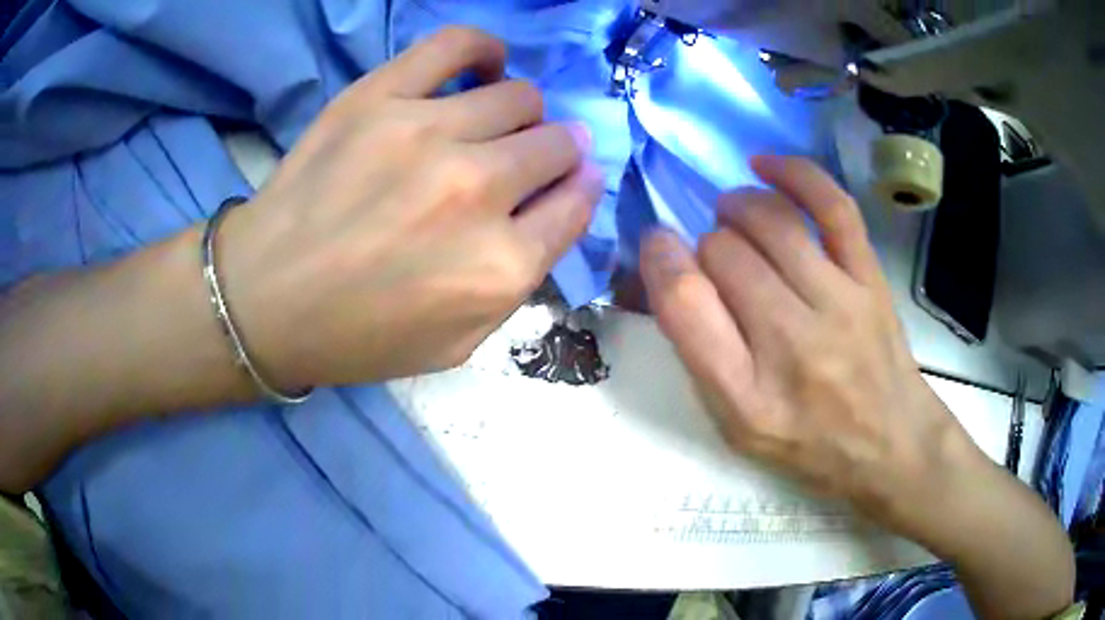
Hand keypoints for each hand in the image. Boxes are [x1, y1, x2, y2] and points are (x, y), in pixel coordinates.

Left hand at [218, 28, 601, 388]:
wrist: (263, 300)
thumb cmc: (358, 335)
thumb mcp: (457, 344)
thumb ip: (520, 283)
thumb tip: (559, 206)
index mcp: (500, 265)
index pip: (578, 201)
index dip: (578, 190)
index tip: (565, 187)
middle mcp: (477, 191)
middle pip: (557, 143)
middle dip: (555, 155)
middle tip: (520, 166)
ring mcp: (427, 133)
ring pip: (520, 95)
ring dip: (520, 115)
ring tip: (489, 128)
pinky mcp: (380, 96)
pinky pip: (459, 44)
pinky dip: (483, 52)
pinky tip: (478, 70)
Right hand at [639, 155, 967, 531]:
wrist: (889, 442)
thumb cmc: (807, 441)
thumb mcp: (737, 425)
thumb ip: (701, 355)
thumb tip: (673, 271)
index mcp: (746, 396)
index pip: (685, 304)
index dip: (659, 260)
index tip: (657, 244)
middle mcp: (792, 344)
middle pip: (725, 253)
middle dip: (705, 245)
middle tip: (714, 260)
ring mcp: (839, 303)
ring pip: (770, 222)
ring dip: (736, 207)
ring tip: (731, 215)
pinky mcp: (869, 277)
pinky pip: (832, 205)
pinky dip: (794, 173)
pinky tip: (765, 165)